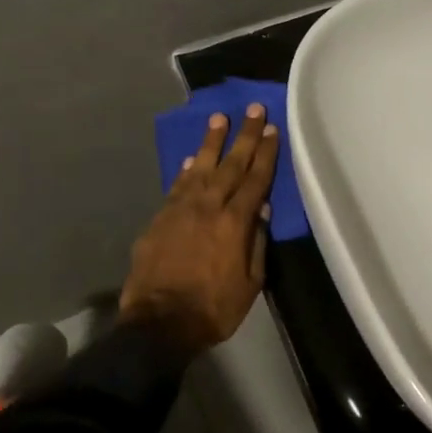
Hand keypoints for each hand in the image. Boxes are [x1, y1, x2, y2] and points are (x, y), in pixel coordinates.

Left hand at [120, 106, 280, 356]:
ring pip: (200, 168)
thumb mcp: (250, 283)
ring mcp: (180, 210)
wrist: (159, 324)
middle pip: (230, 165)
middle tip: (253, 109)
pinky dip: (186, 171)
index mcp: (235, 222)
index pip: (255, 179)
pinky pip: (176, 187)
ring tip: (219, 119)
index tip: (273, 130)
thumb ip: (256, 243)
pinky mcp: (159, 220)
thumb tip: (261, 210)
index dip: (265, 153)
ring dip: (211, 142)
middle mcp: (208, 207)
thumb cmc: (214, 308)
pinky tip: (192, 160)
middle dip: (244, 136)